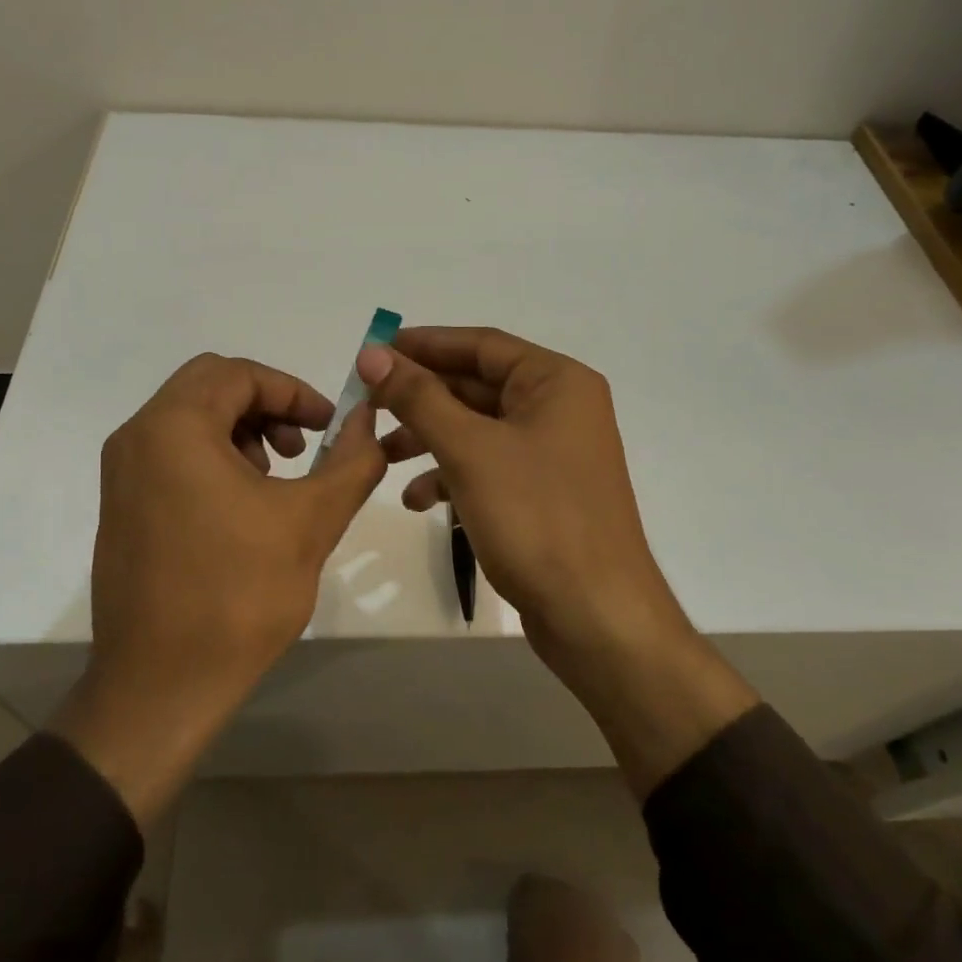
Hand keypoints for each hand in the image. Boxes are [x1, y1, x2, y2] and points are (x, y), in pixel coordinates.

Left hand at [52, 354, 384, 823]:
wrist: (160, 688)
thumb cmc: (238, 595)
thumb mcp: (312, 521)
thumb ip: (352, 460)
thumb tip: (370, 418)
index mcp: (174, 428)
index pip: (239, 374)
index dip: (293, 391)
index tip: (330, 425)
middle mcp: (137, 438)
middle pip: (211, 386)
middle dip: (267, 406)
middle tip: (304, 445)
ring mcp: (122, 474)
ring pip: (190, 418)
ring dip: (242, 430)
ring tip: (277, 477)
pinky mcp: (121, 506)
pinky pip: (172, 453)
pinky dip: (214, 456)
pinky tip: (244, 506)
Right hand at [356, 327, 671, 663]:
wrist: (596, 617)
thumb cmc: (536, 518)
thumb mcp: (470, 450)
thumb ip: (419, 397)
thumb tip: (373, 353)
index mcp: (557, 382)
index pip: (481, 344)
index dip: (423, 344)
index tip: (372, 350)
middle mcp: (559, 408)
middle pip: (477, 385)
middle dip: (421, 396)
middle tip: (365, 402)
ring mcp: (552, 453)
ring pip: (478, 429)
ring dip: (428, 438)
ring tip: (380, 453)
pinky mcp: (541, 493)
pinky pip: (488, 466)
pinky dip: (451, 475)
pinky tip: (416, 498)